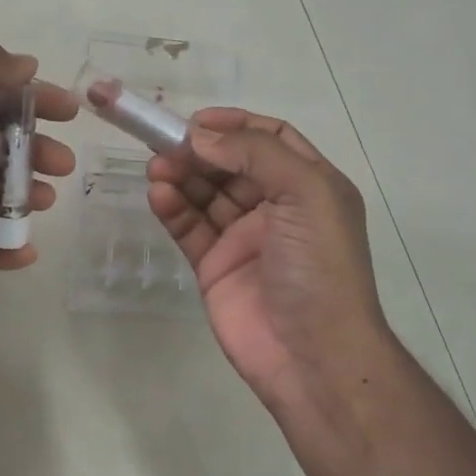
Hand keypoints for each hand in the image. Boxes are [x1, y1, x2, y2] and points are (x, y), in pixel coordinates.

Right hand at [148, 110, 387, 410]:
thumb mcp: (305, 194)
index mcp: (309, 185)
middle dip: (199, 151)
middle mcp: (276, 207)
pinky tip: (158, 196)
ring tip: (156, 169)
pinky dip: (173, 209)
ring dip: (181, 177)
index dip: (235, 124)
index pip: (270, 139)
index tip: (197, 121)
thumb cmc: (319, 266)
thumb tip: (200, 134)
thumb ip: (254, 155)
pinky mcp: (214, 266)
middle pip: (230, 165)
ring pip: (205, 195)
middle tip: (164, 144)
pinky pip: (189, 228)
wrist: (311, 353)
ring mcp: (243, 238)